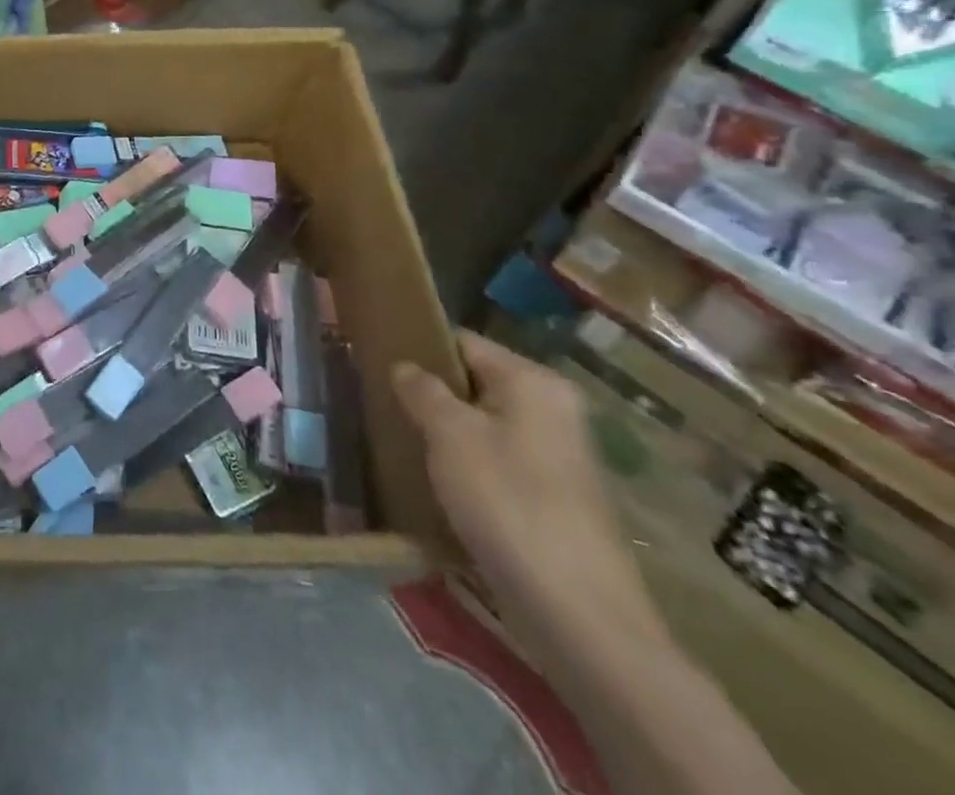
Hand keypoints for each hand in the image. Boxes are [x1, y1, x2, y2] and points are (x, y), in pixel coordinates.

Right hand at [392, 332, 663, 657]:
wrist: (577, 612)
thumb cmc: (507, 501)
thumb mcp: (449, 434)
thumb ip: (422, 390)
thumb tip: (405, 366)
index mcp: (533, 382)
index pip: (463, 342)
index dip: (419, 348)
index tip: (377, 362)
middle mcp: (553, 409)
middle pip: (475, 383)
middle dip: (430, 394)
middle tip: (383, 404)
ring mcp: (557, 456)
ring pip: (483, 425)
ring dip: (445, 433)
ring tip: (401, 442)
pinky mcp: (553, 497)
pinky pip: (497, 461)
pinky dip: (467, 465)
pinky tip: (436, 482)